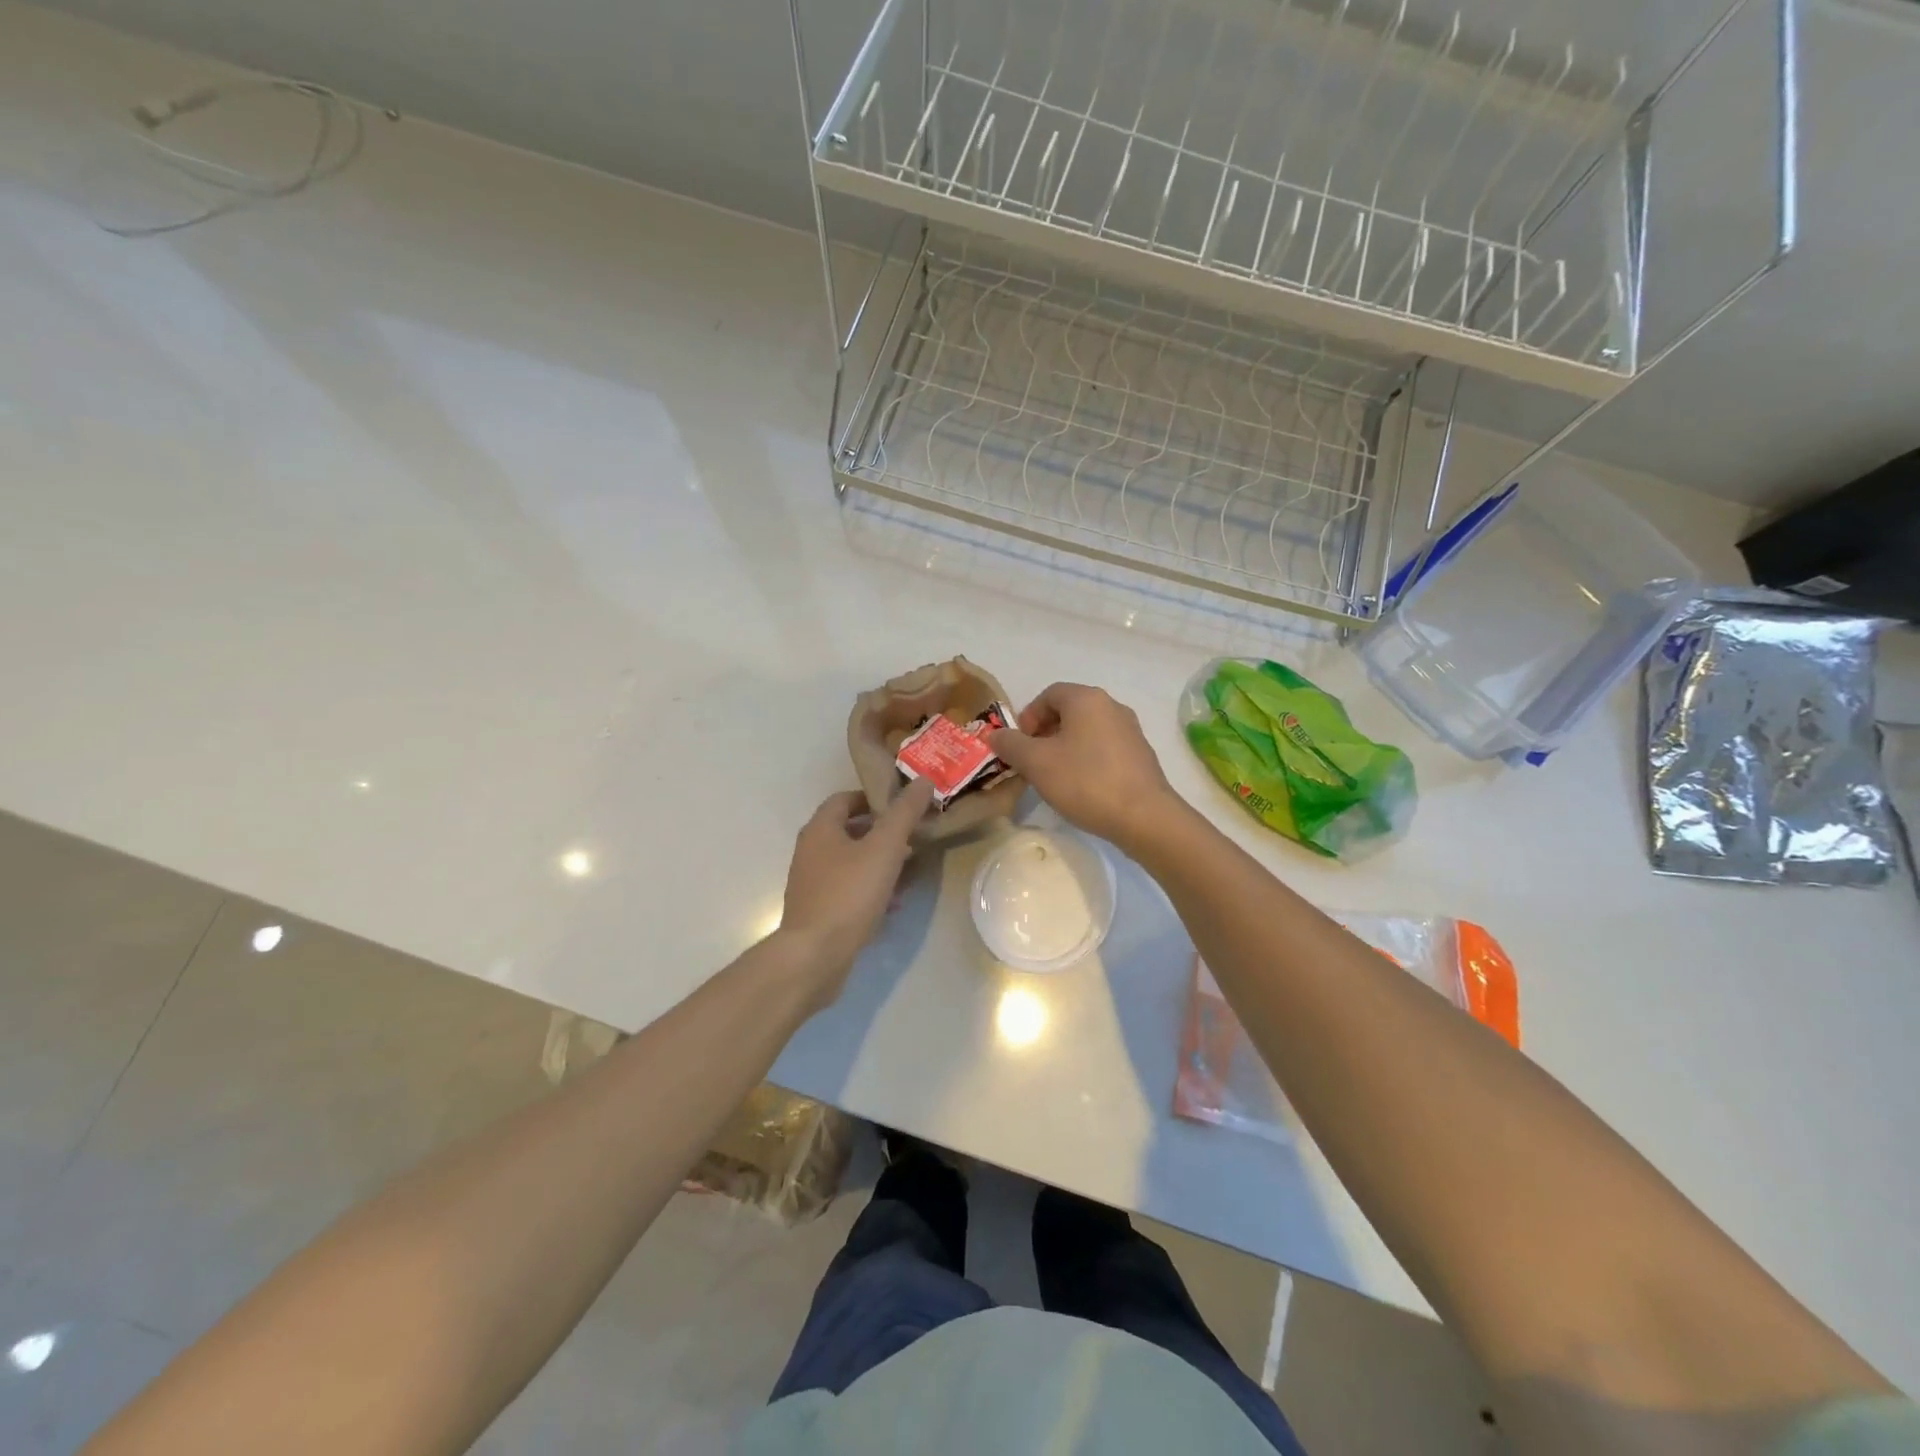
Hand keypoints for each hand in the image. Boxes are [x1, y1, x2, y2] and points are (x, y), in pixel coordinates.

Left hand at [776, 779, 935, 1000]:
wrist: (814, 956)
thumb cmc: (848, 894)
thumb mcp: (884, 849)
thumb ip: (904, 814)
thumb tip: (922, 780)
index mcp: (821, 829)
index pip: (846, 799)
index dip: (874, 797)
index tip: (903, 805)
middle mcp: (811, 851)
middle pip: (849, 830)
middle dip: (882, 832)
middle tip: (912, 838)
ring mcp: (812, 883)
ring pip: (851, 862)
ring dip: (879, 862)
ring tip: (908, 871)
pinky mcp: (817, 911)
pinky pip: (848, 890)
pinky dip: (870, 890)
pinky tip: (892, 905)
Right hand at [987, 682, 1184, 852]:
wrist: (1144, 817)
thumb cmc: (1085, 782)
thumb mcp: (1036, 763)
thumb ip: (1011, 744)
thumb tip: (995, 735)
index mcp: (1086, 699)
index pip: (1049, 694)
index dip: (1028, 717)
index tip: (1019, 746)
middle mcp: (1112, 706)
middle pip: (1069, 711)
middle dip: (1044, 734)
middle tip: (1032, 762)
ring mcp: (1130, 731)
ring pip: (1087, 731)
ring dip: (1065, 748)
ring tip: (1054, 777)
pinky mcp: (1141, 755)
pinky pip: (1104, 748)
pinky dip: (1087, 760)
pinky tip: (1082, 787)